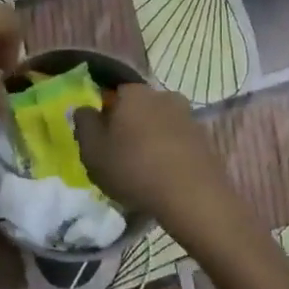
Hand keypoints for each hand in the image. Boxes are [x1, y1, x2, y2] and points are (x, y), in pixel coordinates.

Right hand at [72, 84, 239, 232]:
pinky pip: (178, 142)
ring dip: (151, 140)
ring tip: (144, 171)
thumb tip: (85, 108)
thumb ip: (84, 123)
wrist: (192, 196)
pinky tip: (164, 177)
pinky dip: (169, 153)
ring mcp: (188, 116)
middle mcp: (163, 95)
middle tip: (120, 156)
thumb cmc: (133, 168)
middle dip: (129, 126)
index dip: (104, 115)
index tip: (100, 139)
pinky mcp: (204, 139)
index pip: (112, 94)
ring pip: (159, 124)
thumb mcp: (92, 150)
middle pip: (138, 108)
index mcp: (133, 93)